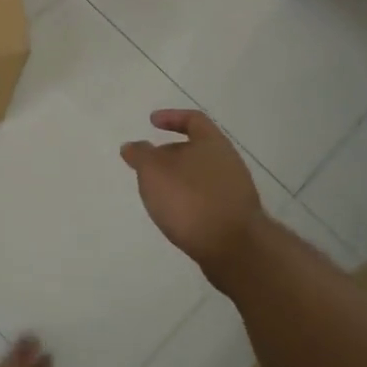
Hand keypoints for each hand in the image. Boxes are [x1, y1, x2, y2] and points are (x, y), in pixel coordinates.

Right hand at [120, 109, 264, 280]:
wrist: (234, 248)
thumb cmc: (190, 199)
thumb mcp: (154, 171)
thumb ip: (140, 154)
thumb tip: (132, 146)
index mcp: (212, 143)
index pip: (193, 119)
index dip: (171, 117)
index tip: (152, 122)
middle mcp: (227, 162)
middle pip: (195, 149)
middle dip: (170, 154)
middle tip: (147, 164)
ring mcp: (234, 191)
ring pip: (200, 176)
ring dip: (178, 180)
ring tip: (156, 192)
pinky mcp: (234, 217)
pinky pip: (205, 199)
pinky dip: (188, 200)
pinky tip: (174, 214)